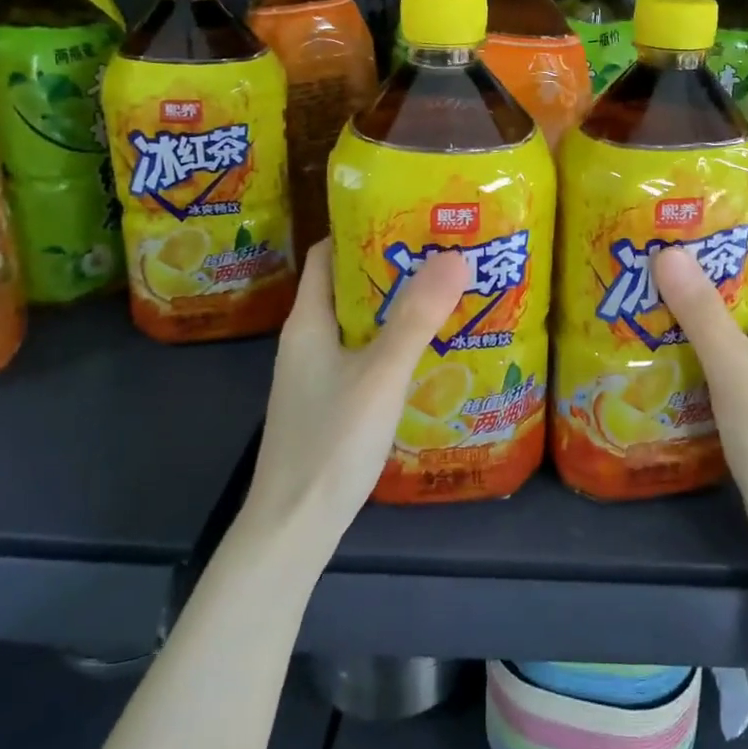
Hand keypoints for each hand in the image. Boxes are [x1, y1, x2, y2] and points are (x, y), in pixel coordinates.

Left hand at [238, 240, 470, 561]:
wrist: (293, 528)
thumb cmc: (331, 441)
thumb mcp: (380, 373)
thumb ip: (416, 317)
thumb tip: (454, 255)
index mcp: (308, 321)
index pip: (329, 254)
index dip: (364, 230)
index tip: (412, 220)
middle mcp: (307, 341)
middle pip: (348, 287)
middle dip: (392, 269)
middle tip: (444, 257)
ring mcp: (315, 375)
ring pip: (358, 324)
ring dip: (395, 308)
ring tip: (445, 296)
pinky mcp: (329, 404)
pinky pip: (362, 357)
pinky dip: (391, 345)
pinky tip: (427, 354)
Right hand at [652, 238, 747, 550]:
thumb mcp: (733, 365)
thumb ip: (702, 311)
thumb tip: (669, 251)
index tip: (731, 233)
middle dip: (724, 275)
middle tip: (676, 262)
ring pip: (743, 331)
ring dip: (709, 313)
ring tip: (662, 300)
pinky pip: (730, 363)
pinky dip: (704, 351)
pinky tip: (671, 355)